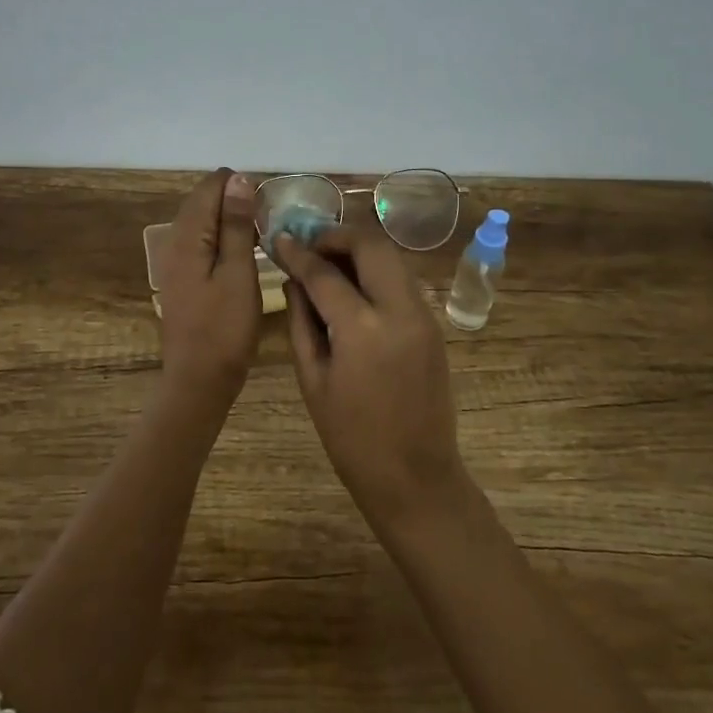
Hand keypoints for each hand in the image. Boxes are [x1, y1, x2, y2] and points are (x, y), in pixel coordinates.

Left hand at [157, 169, 260, 406]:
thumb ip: (236, 224)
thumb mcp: (238, 272)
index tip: (267, 202)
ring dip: (228, 219)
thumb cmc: (225, 327)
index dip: (238, 186)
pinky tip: (240, 253)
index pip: (209, 187)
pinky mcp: (180, 278)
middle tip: (267, 218)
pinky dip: (220, 238)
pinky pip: (200, 242)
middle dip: (233, 200)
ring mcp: (174, 261)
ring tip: (259, 232)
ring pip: (201, 222)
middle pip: (202, 202)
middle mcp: (174, 241)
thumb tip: (238, 179)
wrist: (199, 379)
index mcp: (187, 236)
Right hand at [273, 224, 466, 526]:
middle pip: (371, 245)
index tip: (279, 239)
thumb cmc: (352, 438)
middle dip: (337, 236)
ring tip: (328, 263)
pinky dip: (376, 271)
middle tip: (310, 246)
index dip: (298, 253)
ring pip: (392, 257)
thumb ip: (301, 321)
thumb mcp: (313, 380)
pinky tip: (354, 288)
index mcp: (362, 329)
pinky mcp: (433, 325)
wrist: (415, 476)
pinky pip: (402, 280)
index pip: (324, 273)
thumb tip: (293, 280)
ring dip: (359, 250)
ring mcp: (424, 315)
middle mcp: (400, 310)